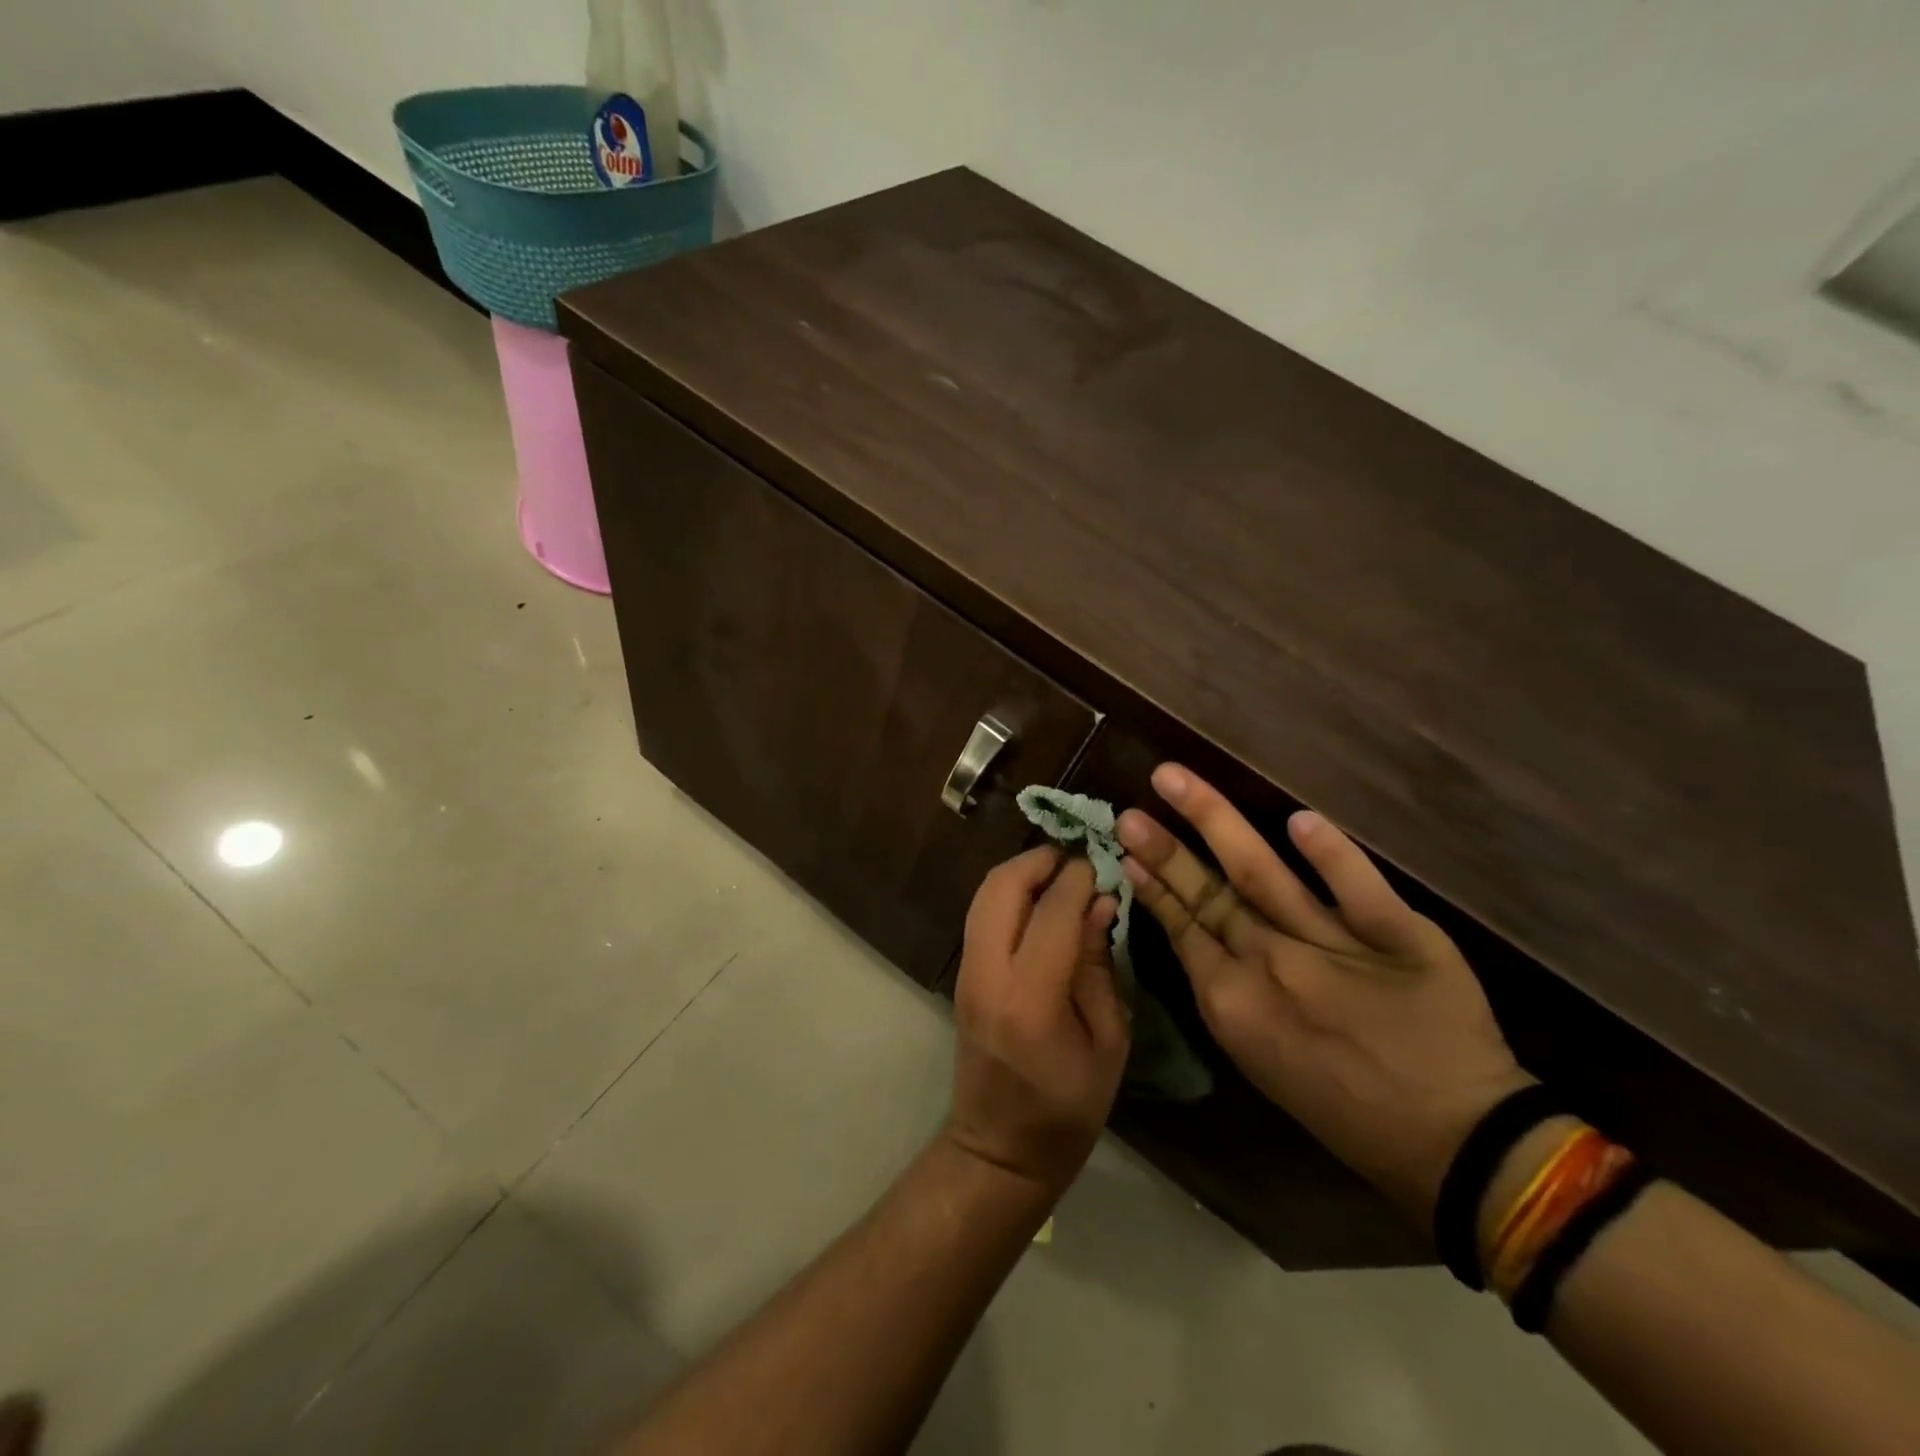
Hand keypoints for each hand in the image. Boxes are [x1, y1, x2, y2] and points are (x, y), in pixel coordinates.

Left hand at [946, 847, 1130, 1198]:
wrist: (999, 1148)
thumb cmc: (1068, 1108)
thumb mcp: (1108, 1041)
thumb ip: (1099, 965)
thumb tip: (1099, 901)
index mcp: (1031, 998)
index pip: (1053, 910)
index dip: (1080, 877)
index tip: (1103, 865)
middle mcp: (988, 974)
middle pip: (1002, 886)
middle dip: (1040, 860)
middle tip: (1077, 861)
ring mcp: (966, 971)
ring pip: (984, 893)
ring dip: (1021, 872)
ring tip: (1061, 875)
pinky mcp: (961, 973)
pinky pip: (981, 913)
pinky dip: (1009, 893)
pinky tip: (1039, 902)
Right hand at [1118, 765, 1530, 1220]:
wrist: (1452, 1143)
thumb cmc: (1342, 1106)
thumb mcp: (1258, 1058)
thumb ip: (1222, 989)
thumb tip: (1192, 929)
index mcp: (1233, 1003)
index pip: (1182, 927)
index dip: (1153, 884)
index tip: (1127, 848)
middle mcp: (1271, 966)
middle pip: (1207, 894)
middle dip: (1164, 848)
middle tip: (1129, 811)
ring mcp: (1332, 948)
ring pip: (1262, 874)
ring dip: (1215, 822)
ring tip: (1175, 780)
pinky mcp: (1399, 938)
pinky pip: (1358, 889)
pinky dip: (1330, 855)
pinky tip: (1298, 820)